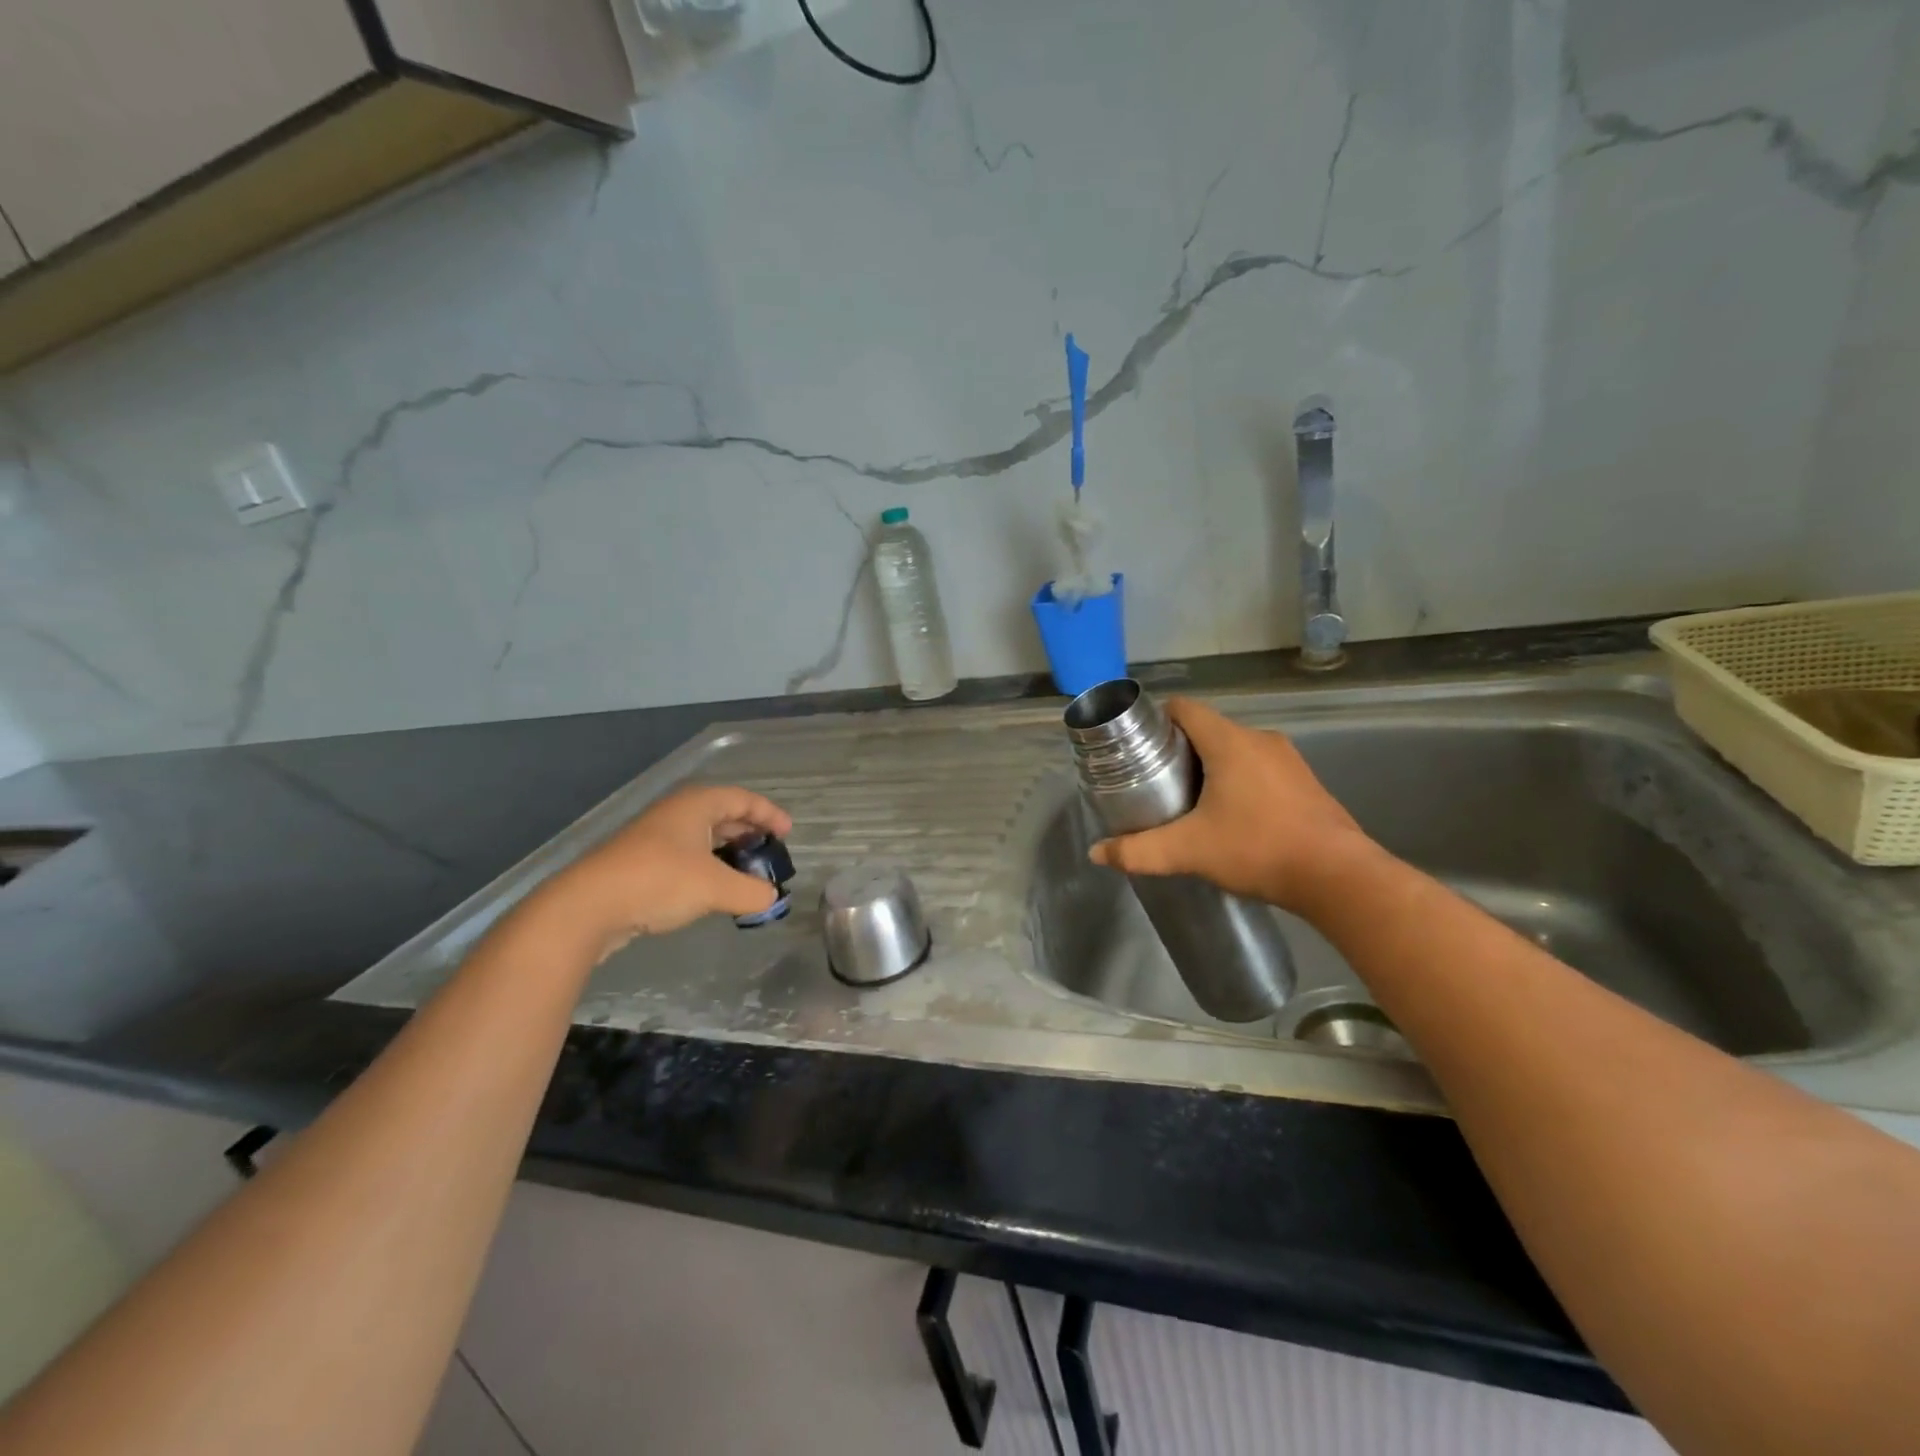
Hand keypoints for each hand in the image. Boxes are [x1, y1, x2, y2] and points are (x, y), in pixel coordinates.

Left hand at [530, 784, 792, 959]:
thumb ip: (752, 892)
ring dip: (729, 853)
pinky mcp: (642, 861)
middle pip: (724, 814)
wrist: (588, 906)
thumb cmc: (660, 881)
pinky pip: (687, 856)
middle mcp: (677, 812)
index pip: (744, 799)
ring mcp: (656, 836)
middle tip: (769, 854)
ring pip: (704, 837)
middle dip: (750, 832)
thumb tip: (771, 897)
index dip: (770, 814)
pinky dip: (708, 867)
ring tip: (747, 874)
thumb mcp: (717, 888)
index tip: (788, 834)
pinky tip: (713, 891)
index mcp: (698, 804)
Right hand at [1088, 697, 1373, 914]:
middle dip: (1180, 749)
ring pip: (1236, 749)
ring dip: (1211, 765)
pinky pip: (1260, 767)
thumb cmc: (1258, 849)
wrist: (1338, 878)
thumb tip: (1097, 853)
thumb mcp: (1189, 851)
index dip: (1157, 719)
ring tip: (1189, 799)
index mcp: (1230, 742)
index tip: (1138, 745)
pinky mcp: (1306, 782)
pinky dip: (1240, 779)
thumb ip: (1139, 851)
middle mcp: (1260, 740)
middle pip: (1209, 729)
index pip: (1186, 708)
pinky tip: (1232, 815)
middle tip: (1156, 779)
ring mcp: (1289, 760)